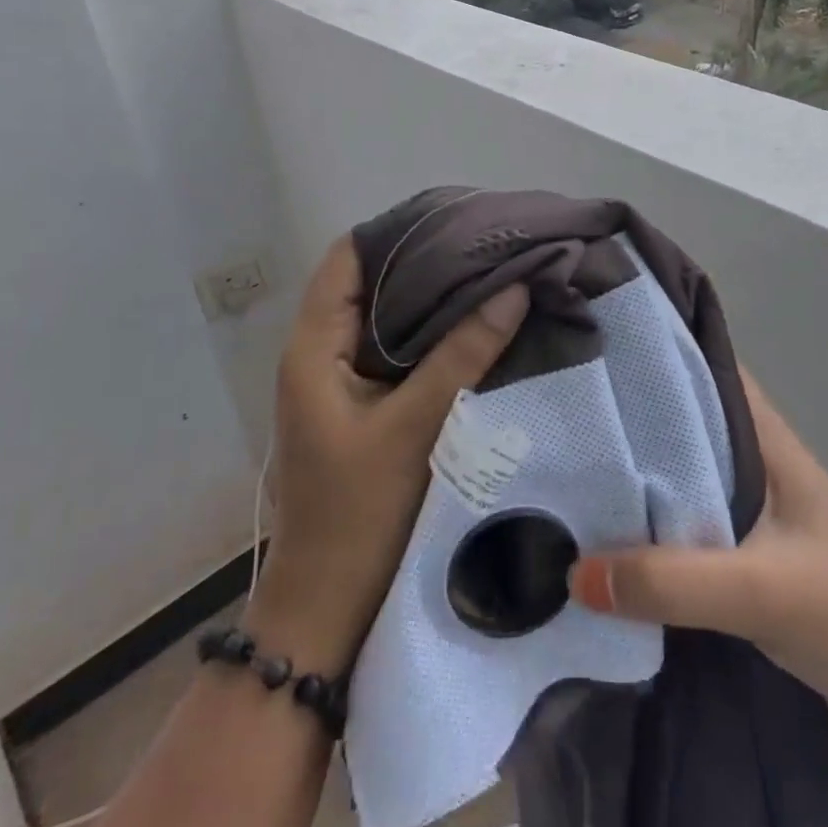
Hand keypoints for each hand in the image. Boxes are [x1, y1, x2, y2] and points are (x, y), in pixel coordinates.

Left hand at [247, 238, 528, 675]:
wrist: (328, 607)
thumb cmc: (359, 515)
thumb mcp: (414, 428)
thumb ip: (462, 355)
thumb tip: (514, 288)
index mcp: (313, 348)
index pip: (348, 258)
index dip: (397, 231)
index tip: (457, 219)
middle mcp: (321, 355)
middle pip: (370, 284)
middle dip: (426, 263)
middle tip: (489, 246)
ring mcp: (341, 384)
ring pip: (388, 321)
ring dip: (433, 301)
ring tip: (492, 277)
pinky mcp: (362, 410)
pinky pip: (398, 355)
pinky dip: (433, 338)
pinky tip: (478, 330)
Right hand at [569, 371, 827, 751]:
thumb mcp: (762, 589)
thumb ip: (670, 580)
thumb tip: (573, 572)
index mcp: (766, 442)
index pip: (706, 371)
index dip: (655, 354)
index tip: (593, 348)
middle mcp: (756, 467)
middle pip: (682, 429)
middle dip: (628, 424)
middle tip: (560, 419)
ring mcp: (753, 518)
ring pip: (681, 484)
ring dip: (636, 486)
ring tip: (564, 478)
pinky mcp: (748, 565)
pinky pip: (686, 537)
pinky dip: (651, 539)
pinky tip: (605, 548)